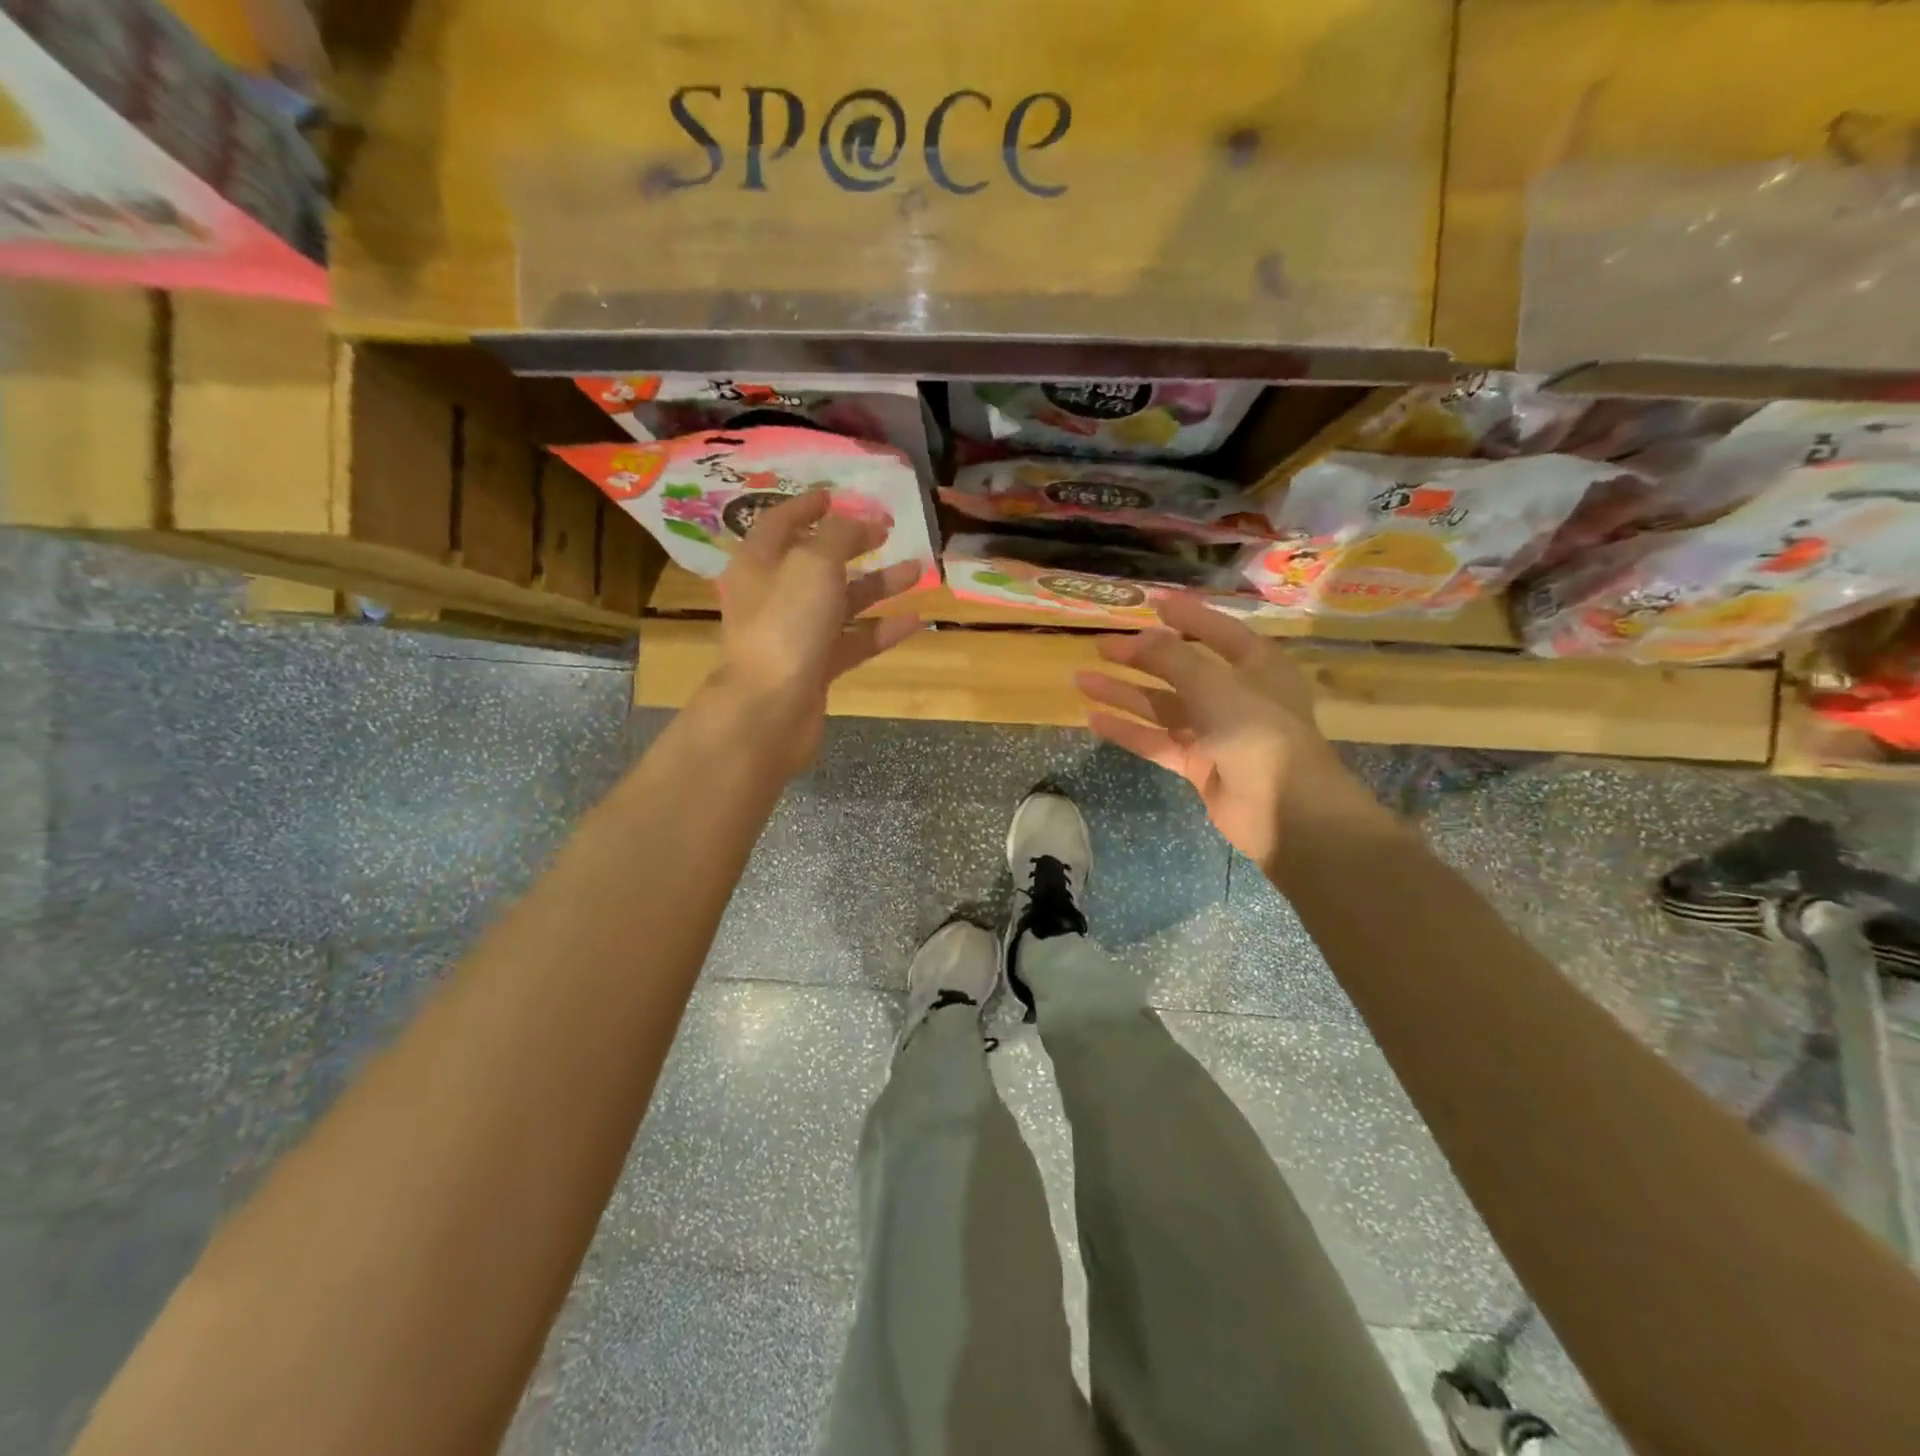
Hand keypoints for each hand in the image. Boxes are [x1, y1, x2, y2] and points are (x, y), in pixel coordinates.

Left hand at [711, 491, 922, 770]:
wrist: (770, 709)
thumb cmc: (786, 624)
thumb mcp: (813, 564)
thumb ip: (838, 535)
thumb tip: (857, 520)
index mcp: (759, 562)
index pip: (781, 522)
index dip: (808, 506)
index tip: (837, 495)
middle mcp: (773, 595)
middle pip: (815, 561)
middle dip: (852, 544)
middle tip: (886, 530)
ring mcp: (794, 634)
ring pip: (840, 601)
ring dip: (877, 585)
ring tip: (917, 569)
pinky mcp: (815, 667)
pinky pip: (852, 641)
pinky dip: (880, 629)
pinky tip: (914, 620)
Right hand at [1075, 594, 1376, 869]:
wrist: (1283, 808)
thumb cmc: (1256, 730)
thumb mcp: (1212, 683)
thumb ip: (1172, 658)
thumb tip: (1141, 637)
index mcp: (1256, 665)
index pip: (1218, 631)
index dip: (1186, 616)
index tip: (1151, 603)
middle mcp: (1237, 694)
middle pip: (1181, 669)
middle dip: (1141, 657)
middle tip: (1101, 645)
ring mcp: (1216, 732)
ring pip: (1162, 706)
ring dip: (1124, 693)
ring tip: (1082, 679)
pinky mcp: (1198, 764)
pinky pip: (1157, 740)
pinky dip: (1128, 730)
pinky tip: (1094, 719)